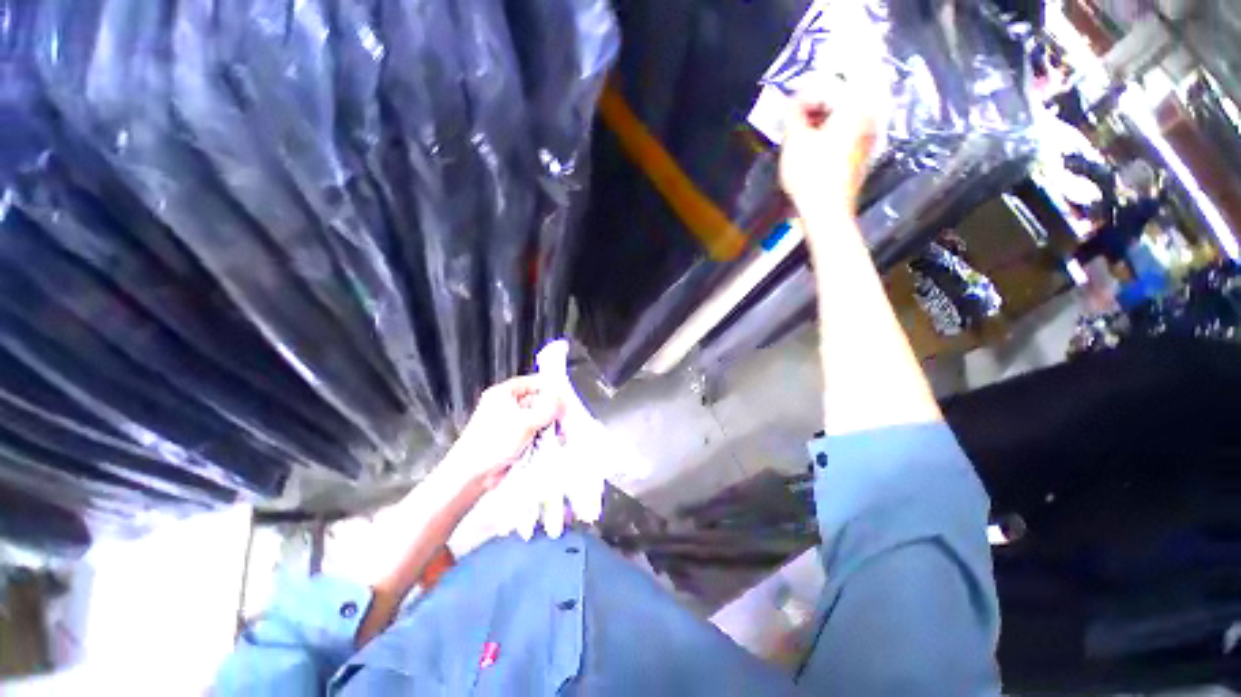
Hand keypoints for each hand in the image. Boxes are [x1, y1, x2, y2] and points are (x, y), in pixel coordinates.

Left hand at [442, 376, 563, 494]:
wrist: (472, 475)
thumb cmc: (492, 444)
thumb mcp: (525, 422)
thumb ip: (548, 408)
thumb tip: (563, 399)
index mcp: (505, 393)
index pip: (535, 382)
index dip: (552, 389)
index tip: (566, 399)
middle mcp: (508, 404)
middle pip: (540, 401)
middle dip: (553, 412)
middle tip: (564, 422)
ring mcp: (512, 422)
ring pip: (540, 418)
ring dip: (550, 427)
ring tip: (559, 437)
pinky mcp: (515, 438)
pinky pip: (535, 432)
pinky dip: (544, 437)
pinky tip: (551, 444)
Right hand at [779, 89, 878, 224]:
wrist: (827, 211)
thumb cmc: (811, 175)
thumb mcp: (794, 140)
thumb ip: (793, 113)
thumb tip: (793, 100)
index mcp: (855, 105)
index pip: (832, 82)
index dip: (808, 89)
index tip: (791, 101)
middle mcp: (869, 116)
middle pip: (844, 96)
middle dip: (818, 101)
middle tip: (796, 111)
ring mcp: (869, 137)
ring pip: (846, 115)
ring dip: (824, 117)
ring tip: (802, 128)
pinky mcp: (862, 155)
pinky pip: (847, 132)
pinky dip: (831, 132)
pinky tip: (814, 144)